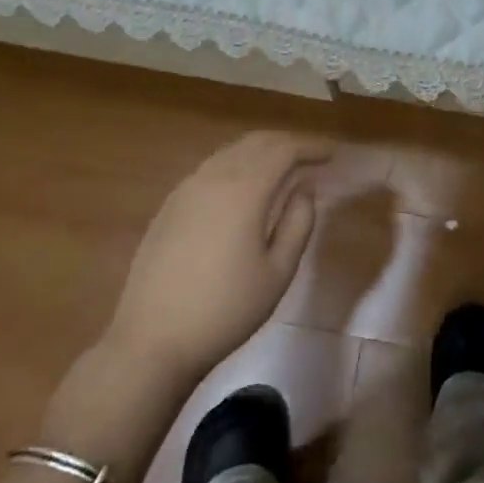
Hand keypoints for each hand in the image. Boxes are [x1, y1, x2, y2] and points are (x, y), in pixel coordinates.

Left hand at [102, 131, 325, 384]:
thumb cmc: (225, 309)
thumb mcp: (278, 272)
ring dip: (260, 152)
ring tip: (281, 169)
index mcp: (245, 189)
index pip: (284, 150)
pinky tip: (243, 188)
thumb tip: (304, 189)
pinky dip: (236, 165)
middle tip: (310, 157)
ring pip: (231, 151)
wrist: (152, 340)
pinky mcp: (170, 204)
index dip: (311, 147)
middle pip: (256, 142)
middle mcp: (214, 176)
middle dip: (287, 143)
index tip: (331, 154)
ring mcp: (186, 188)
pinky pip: (211, 168)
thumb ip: (299, 223)